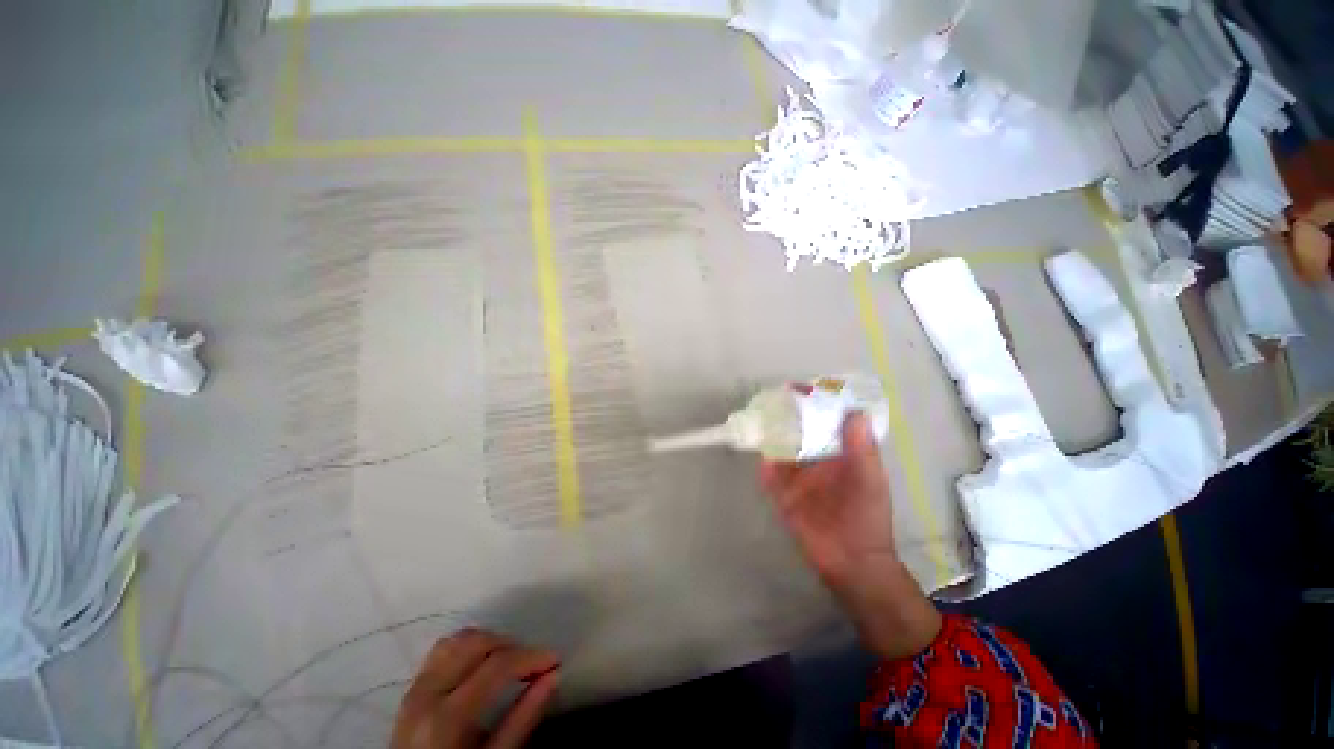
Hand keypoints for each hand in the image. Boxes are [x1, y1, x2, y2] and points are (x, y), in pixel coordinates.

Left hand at [391, 629, 559, 748]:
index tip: (555, 660)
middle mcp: (426, 694)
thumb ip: (522, 720)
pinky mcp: (410, 691)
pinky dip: (467, 648)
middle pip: (476, 643)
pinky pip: (441, 652)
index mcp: (446, 718)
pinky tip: (482, 665)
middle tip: (534, 662)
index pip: (497, 665)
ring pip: (456, 640)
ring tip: (510, 661)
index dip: (531, 657)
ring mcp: (413, 690)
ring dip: (489, 642)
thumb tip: (553, 676)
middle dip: (512, 645)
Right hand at [759, 413, 940, 659]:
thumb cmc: (867, 517)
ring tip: (757, 418)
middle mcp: (815, 459)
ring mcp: (796, 476)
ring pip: (779, 448)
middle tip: (772, 399)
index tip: (800, 389)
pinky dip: (763, 464)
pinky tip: (758, 453)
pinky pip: (769, 475)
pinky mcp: (783, 493)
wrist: (851, 562)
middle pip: (796, 431)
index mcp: (839, 452)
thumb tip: (854, 411)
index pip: (823, 421)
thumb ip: (862, 448)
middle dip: (784, 415)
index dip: (813, 404)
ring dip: (769, 435)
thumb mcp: (870, 480)